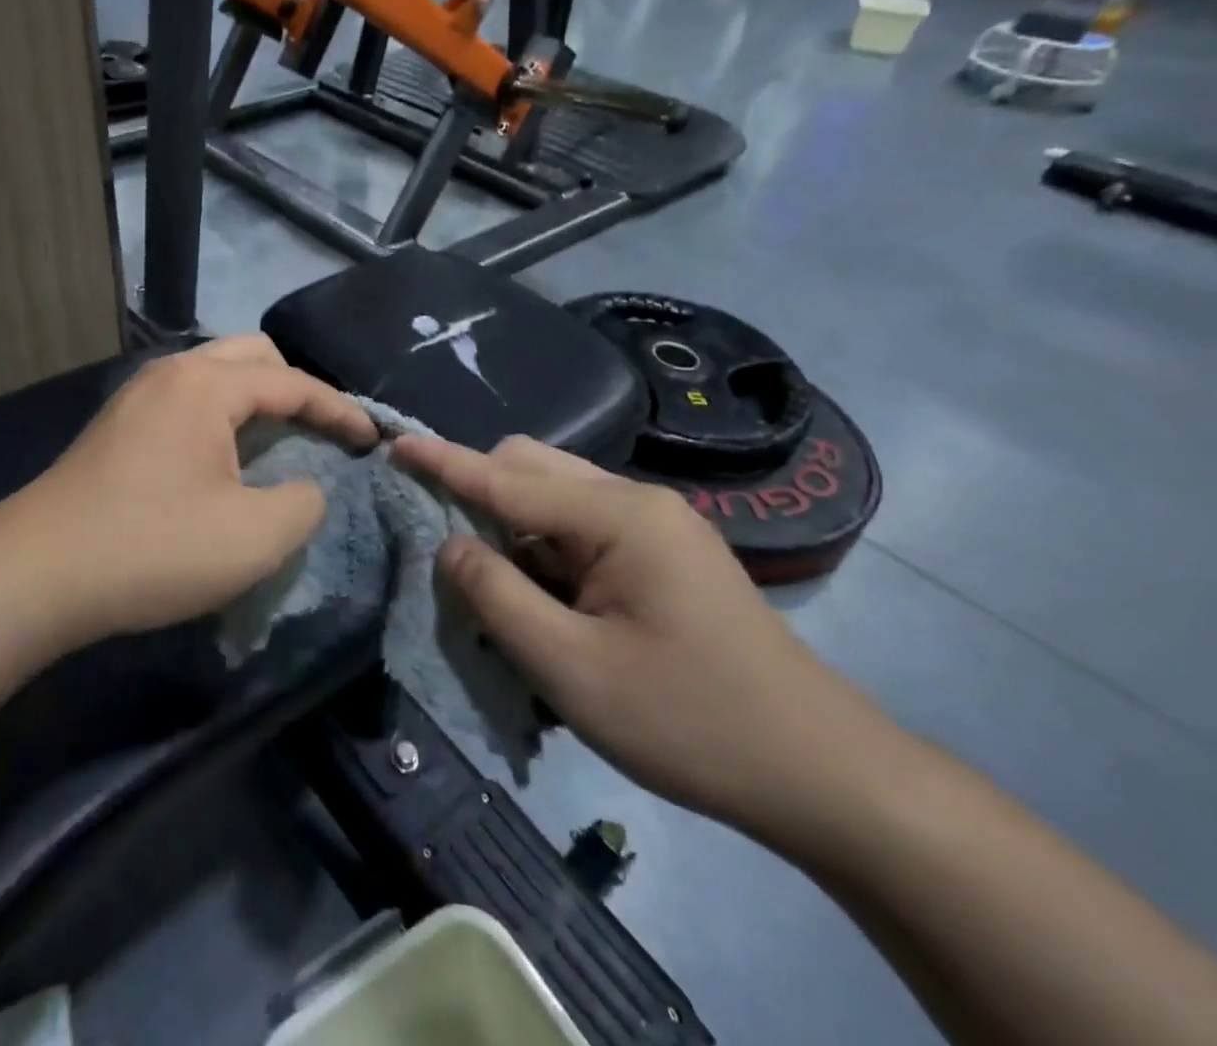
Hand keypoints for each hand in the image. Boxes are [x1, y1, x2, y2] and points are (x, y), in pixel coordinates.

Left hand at [11, 336, 376, 638]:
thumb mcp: (253, 537)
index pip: (292, 382)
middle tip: (322, 431)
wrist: (36, 574)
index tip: (371, 439)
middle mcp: (170, 373)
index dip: (339, 409)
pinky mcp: (117, 426)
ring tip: (279, 441)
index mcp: (206, 385)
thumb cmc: (152, 548)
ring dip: (256, 400)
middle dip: (297, 388)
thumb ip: (303, 503)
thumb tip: (304, 487)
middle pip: (252, 357)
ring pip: (215, 375)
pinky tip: (223, 458)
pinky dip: (221, 415)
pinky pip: (187, 400)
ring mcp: (137, 396)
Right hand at [393, 434, 892, 837]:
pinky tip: (544, 601)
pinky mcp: (663, 555)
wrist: (822, 774)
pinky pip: (581, 529)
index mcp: (618, 516)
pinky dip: (545, 551)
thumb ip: (497, 597)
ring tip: (496, 588)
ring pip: (556, 498)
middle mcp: (636, 503)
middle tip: (450, 552)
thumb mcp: (572, 669)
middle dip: (480, 495)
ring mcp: (655, 527)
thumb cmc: (691, 723)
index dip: (444, 461)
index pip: (507, 476)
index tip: (394, 442)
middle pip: (533, 469)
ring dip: (513, 529)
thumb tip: (449, 544)